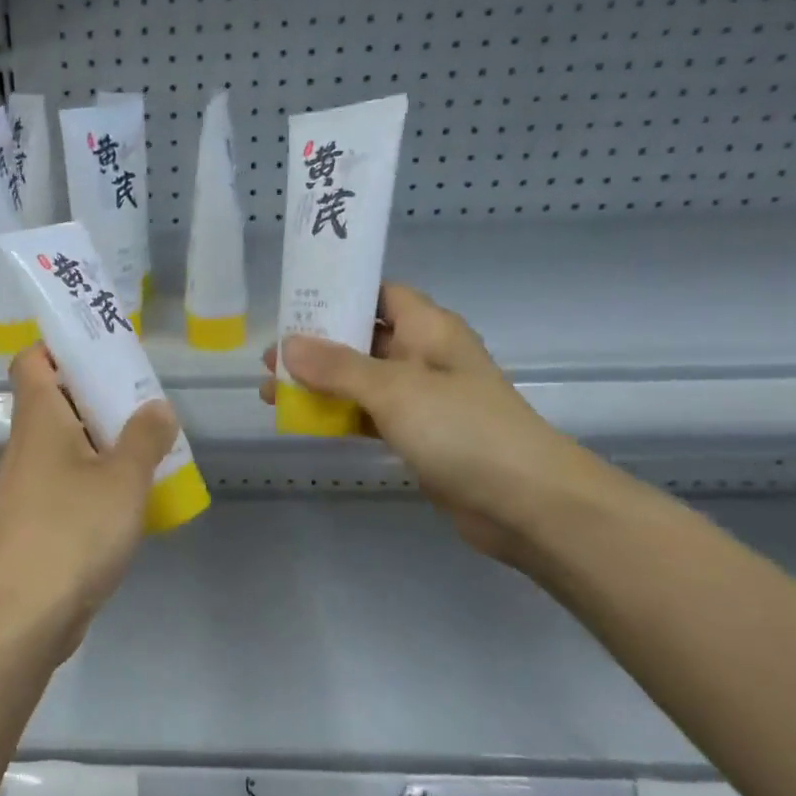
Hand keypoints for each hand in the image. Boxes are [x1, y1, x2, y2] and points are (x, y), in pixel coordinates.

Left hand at [0, 345, 178, 650]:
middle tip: (141, 400)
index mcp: (39, 419)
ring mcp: (26, 486)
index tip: (102, 350)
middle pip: (54, 402)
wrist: (23, 614)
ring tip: (146, 446)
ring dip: (100, 441)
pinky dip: (93, 479)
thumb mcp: (123, 478)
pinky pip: (66, 483)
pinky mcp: (34, 523)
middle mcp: (26, 446)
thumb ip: (144, 438)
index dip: (61, 348)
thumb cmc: (73, 529)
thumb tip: (156, 406)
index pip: (32, 361)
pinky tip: (127, 498)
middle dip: (96, 395)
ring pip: (63, 446)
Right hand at [262, 284, 587, 559]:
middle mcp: (424, 356)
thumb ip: (337, 367)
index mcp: (428, 329)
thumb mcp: (394, 389)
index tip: (293, 301)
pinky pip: (368, 415)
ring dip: (319, 384)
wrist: (525, 503)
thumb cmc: (462, 428)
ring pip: (359, 380)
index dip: (339, 293)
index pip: (379, 294)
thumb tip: (287, 345)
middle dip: (316, 346)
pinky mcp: (417, 436)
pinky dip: (337, 415)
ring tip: (272, 390)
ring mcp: (421, 399)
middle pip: (362, 338)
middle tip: (270, 356)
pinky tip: (302, 420)